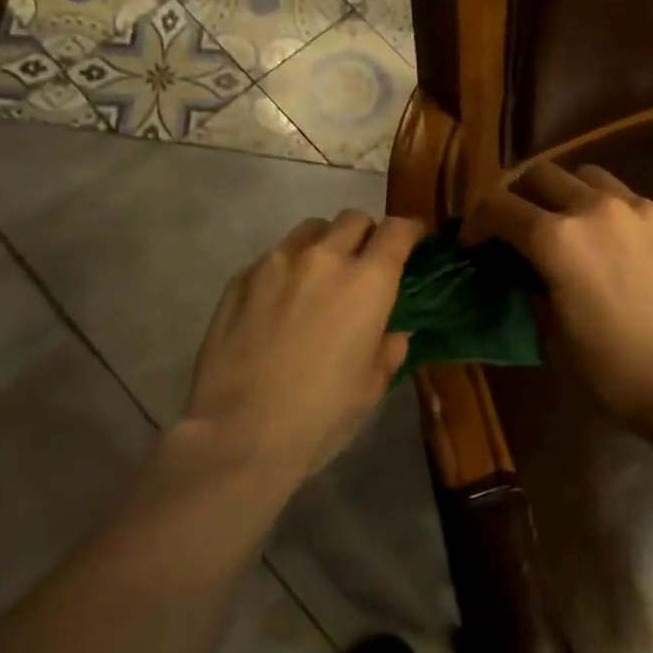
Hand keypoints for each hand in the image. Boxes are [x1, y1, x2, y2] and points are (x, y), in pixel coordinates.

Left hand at [184, 209, 422, 483]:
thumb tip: (393, 331)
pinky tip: (280, 303)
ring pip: (311, 230)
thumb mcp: (372, 386)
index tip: (414, 240)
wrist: (239, 433)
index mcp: (367, 283)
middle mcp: (324, 258)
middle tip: (365, 263)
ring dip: (325, 243)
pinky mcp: (241, 277)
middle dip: (367, 233)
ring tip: (320, 276)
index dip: (410, 230)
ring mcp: (277, 262)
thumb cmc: (321, 415)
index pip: (397, 230)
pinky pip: (275, 256)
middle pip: (354, 219)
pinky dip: (288, 267)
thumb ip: (389, 348)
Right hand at [468, 163, 652, 428]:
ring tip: (569, 225)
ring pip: (588, 176)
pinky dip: (609, 213)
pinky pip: (629, 200)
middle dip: (518, 195)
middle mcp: (595, 208)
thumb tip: (525, 274)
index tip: (473, 243)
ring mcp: (639, 209)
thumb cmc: (615, 370)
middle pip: (541, 173)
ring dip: (566, 193)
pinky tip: (617, 248)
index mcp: (556, 238)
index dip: (476, 222)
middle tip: (516, 226)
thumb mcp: (554, 336)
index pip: (498, 206)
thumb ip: (532, 292)